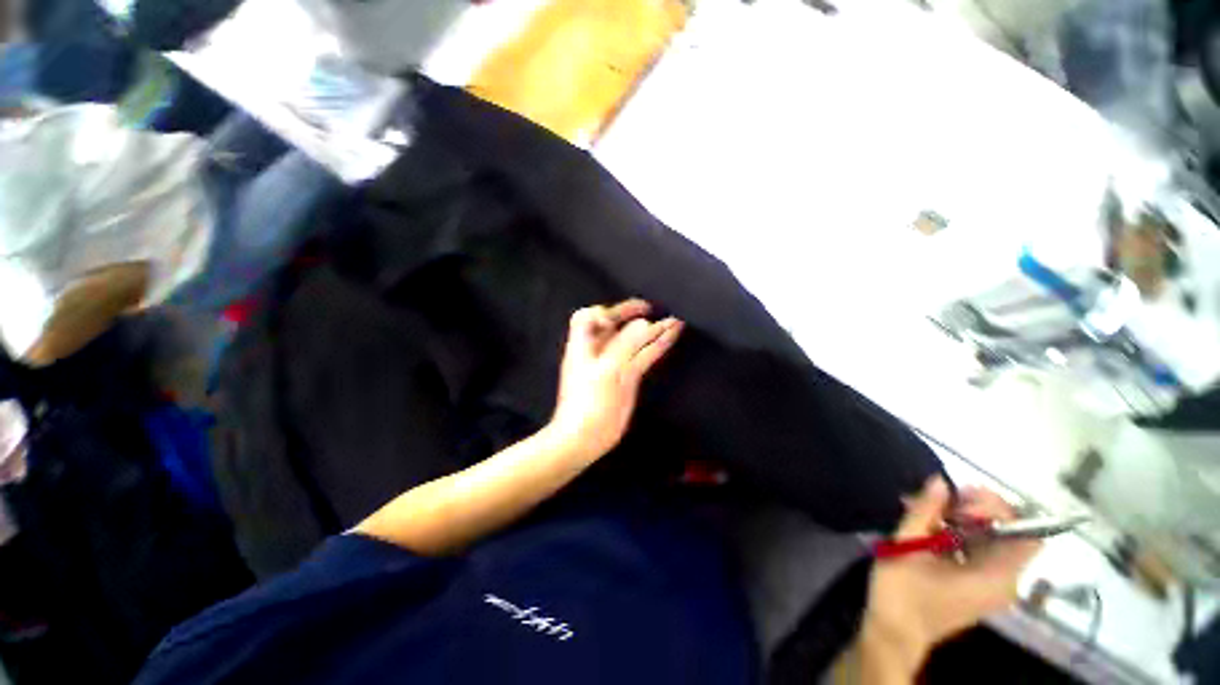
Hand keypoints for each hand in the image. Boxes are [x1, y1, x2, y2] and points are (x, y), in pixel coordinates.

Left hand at [547, 299, 683, 461]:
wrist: (585, 437)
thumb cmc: (589, 401)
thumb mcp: (607, 370)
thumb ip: (626, 345)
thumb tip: (645, 323)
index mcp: (584, 345)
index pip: (588, 317)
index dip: (603, 311)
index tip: (620, 316)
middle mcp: (599, 351)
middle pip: (616, 326)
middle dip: (635, 316)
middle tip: (656, 308)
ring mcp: (615, 364)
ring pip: (635, 342)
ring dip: (653, 331)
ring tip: (675, 321)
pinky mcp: (628, 377)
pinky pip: (644, 357)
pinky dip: (657, 347)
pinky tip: (671, 337)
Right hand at [861, 478, 1041, 675]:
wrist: (894, 633)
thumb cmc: (901, 591)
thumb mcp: (907, 546)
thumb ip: (925, 511)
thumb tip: (940, 481)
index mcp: (997, 577)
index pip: (1025, 534)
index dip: (1000, 509)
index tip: (962, 499)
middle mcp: (1005, 582)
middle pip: (1009, 534)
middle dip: (977, 510)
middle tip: (941, 499)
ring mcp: (992, 586)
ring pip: (992, 540)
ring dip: (963, 520)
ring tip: (927, 510)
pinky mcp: (979, 587)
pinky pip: (981, 552)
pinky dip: (959, 534)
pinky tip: (929, 526)